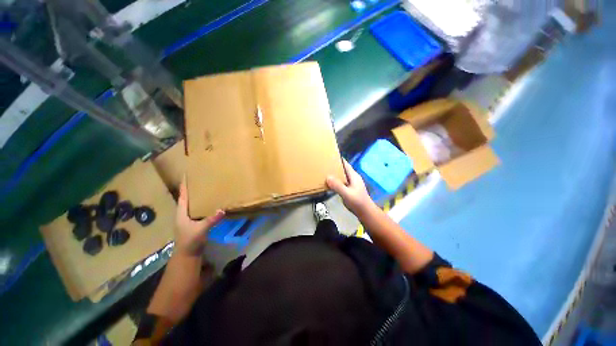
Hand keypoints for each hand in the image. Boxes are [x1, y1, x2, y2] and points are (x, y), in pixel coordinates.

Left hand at [175, 177, 224, 256]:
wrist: (187, 255)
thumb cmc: (190, 241)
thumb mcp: (201, 229)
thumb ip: (212, 219)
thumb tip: (223, 209)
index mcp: (181, 213)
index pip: (182, 196)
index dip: (184, 186)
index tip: (185, 175)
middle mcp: (183, 214)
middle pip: (186, 198)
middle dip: (190, 189)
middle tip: (197, 179)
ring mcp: (188, 219)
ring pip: (192, 204)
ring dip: (196, 196)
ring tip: (203, 188)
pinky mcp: (194, 223)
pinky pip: (197, 210)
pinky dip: (201, 204)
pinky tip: (208, 203)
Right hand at [326, 159, 375, 216]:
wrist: (365, 212)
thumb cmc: (358, 202)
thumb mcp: (347, 194)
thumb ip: (338, 186)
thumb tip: (327, 177)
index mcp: (353, 176)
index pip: (346, 164)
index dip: (339, 159)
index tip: (329, 156)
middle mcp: (352, 178)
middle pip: (343, 169)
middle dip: (335, 167)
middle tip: (324, 165)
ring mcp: (351, 184)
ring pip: (341, 176)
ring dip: (335, 174)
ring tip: (324, 173)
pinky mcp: (349, 190)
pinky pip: (341, 183)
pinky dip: (335, 182)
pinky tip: (329, 184)